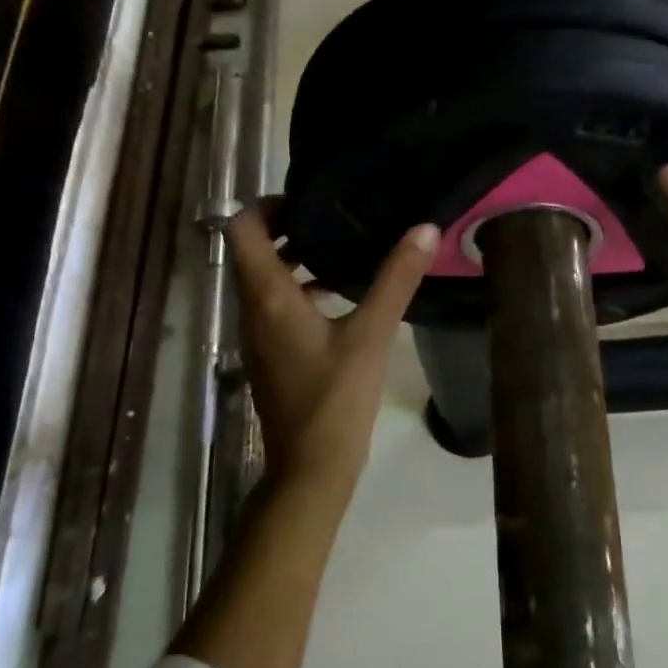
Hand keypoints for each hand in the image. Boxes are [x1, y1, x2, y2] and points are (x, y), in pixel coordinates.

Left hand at [227, 205, 437, 500]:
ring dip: (295, 260)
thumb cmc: (336, 398)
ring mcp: (258, 334)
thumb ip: (396, 280)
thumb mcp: (371, 334)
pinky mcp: (271, 353)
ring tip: (342, 250)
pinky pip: (275, 305)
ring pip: (264, 279)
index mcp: (267, 296)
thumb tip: (424, 228)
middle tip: (335, 218)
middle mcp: (252, 309)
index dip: (268, 205)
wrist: (311, 467)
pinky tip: (341, 297)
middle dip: (288, 229)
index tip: (310, 200)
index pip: (243, 228)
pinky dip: (299, 289)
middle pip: (253, 250)